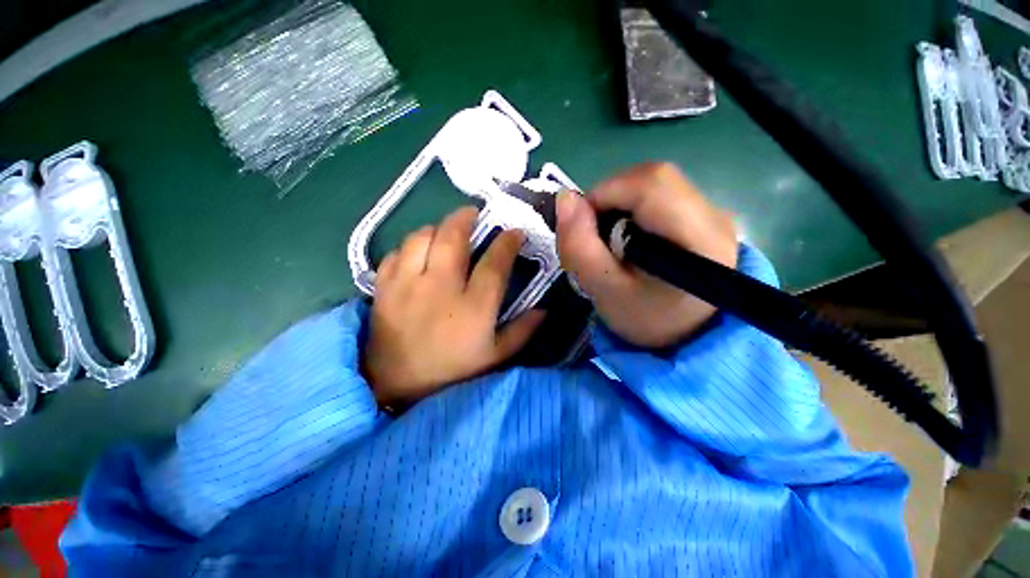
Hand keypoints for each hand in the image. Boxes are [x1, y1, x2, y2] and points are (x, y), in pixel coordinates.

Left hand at [364, 207, 545, 407]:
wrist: (397, 387)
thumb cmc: (452, 371)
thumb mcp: (495, 356)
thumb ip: (522, 331)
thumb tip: (545, 309)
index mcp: (473, 307)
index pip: (494, 263)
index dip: (507, 242)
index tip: (515, 232)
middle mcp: (440, 288)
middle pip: (452, 237)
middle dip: (466, 218)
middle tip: (474, 214)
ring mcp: (408, 285)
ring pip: (421, 237)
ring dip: (437, 228)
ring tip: (445, 232)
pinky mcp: (384, 287)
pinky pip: (397, 252)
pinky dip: (411, 246)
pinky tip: (419, 253)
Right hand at [557, 162, 737, 347]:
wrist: (684, 335)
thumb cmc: (644, 318)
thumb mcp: (603, 290)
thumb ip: (579, 247)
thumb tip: (564, 198)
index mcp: (698, 240)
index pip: (650, 185)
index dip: (606, 193)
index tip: (583, 223)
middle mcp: (715, 216)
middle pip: (653, 178)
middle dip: (611, 198)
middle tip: (595, 232)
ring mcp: (714, 213)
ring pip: (655, 184)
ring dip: (620, 203)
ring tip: (610, 238)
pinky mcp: (705, 216)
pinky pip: (662, 194)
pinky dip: (633, 208)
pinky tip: (628, 236)